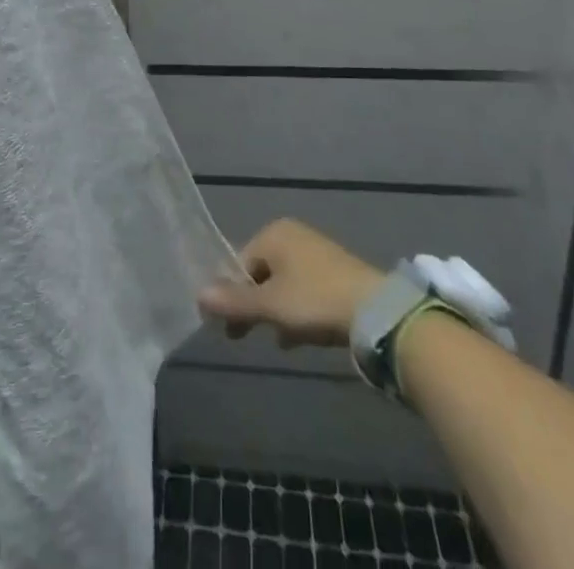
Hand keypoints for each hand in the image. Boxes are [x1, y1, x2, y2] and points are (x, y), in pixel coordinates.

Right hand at [198, 218, 384, 348]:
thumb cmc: (314, 300)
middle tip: (245, 336)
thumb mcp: (270, 306)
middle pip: (261, 272)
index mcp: (274, 233)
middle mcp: (293, 235)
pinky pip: (304, 290)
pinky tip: (297, 337)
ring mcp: (316, 251)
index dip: (231, 294)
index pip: (240, 262)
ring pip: (283, 284)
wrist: (375, 311)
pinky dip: (296, 310)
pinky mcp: (336, 272)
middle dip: (253, 304)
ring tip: (277, 339)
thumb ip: (234, 301)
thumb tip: (198, 295)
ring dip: (275, 311)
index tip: (229, 328)